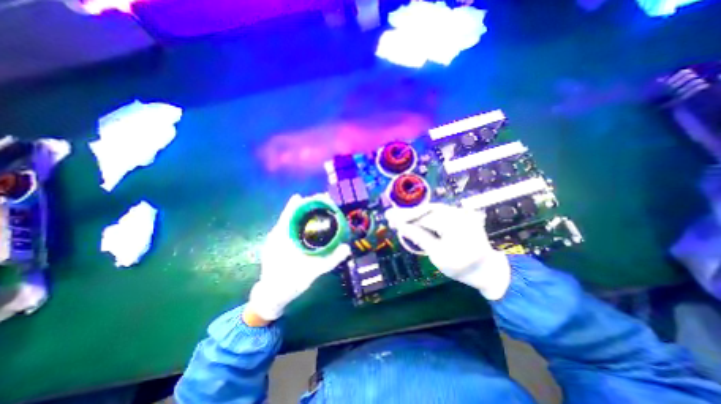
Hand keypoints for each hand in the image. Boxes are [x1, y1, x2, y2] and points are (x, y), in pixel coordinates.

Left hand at [245, 192, 351, 324]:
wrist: (270, 297)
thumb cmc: (288, 283)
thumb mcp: (312, 272)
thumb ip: (330, 260)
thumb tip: (347, 247)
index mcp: (281, 236)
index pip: (292, 212)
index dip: (305, 202)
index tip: (319, 197)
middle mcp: (277, 234)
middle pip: (293, 213)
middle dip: (308, 206)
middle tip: (326, 202)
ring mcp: (276, 239)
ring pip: (291, 220)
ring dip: (305, 213)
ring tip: (321, 210)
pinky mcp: (278, 244)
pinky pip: (290, 228)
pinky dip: (301, 223)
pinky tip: (311, 226)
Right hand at [386, 205, 508, 299]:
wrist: (487, 269)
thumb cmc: (462, 267)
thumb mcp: (438, 255)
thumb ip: (419, 237)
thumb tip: (401, 226)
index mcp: (454, 223)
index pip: (423, 218)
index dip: (405, 218)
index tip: (389, 219)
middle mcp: (457, 213)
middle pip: (426, 210)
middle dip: (408, 214)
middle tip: (390, 217)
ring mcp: (459, 212)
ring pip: (431, 210)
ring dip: (415, 214)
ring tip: (399, 218)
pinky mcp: (458, 215)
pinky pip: (437, 213)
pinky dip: (424, 216)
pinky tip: (414, 219)